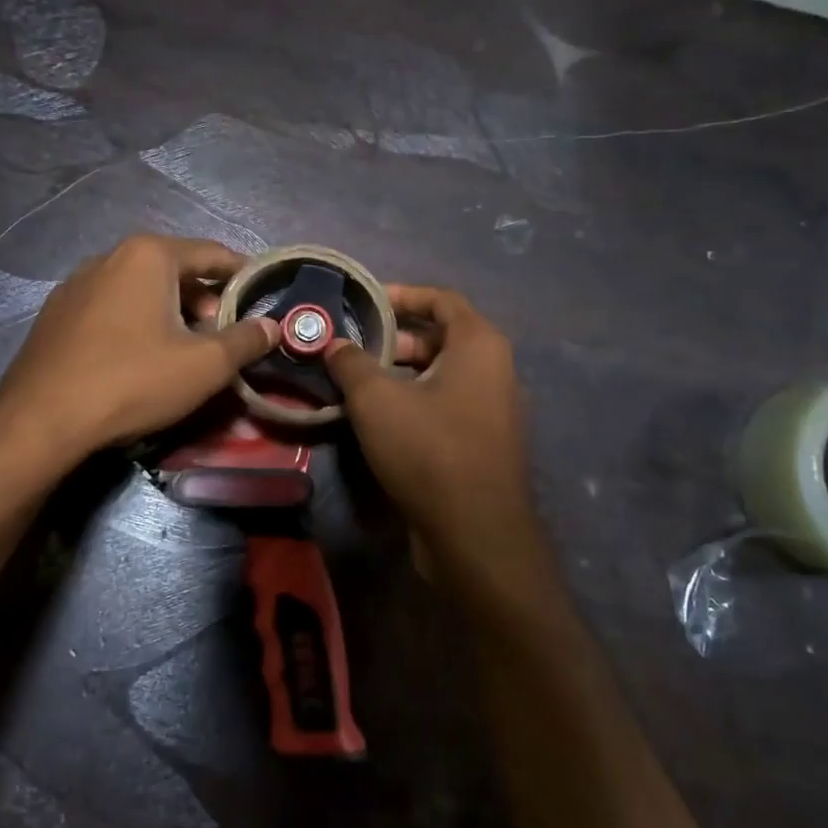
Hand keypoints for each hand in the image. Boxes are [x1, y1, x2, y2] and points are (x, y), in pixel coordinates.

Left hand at [0, 234, 277, 462]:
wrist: (42, 419)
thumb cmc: (133, 381)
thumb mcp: (205, 365)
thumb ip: (246, 341)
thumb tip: (273, 326)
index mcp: (149, 255)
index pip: (212, 254)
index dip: (243, 275)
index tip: (263, 296)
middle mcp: (110, 256)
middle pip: (175, 271)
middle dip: (206, 301)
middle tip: (222, 337)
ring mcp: (77, 284)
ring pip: (142, 290)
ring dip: (171, 314)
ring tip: (184, 352)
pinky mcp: (57, 314)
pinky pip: (112, 308)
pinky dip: (137, 324)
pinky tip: (138, 359)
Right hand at [325, 285, 539, 578]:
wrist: (474, 533)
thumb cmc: (429, 449)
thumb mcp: (376, 400)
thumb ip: (351, 363)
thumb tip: (334, 344)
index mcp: (479, 344)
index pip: (441, 299)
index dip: (401, 294)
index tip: (364, 302)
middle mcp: (494, 369)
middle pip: (440, 336)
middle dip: (394, 337)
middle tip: (352, 348)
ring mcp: (491, 407)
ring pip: (440, 373)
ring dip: (399, 371)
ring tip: (355, 381)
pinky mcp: (481, 441)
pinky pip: (444, 403)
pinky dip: (413, 399)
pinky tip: (377, 417)